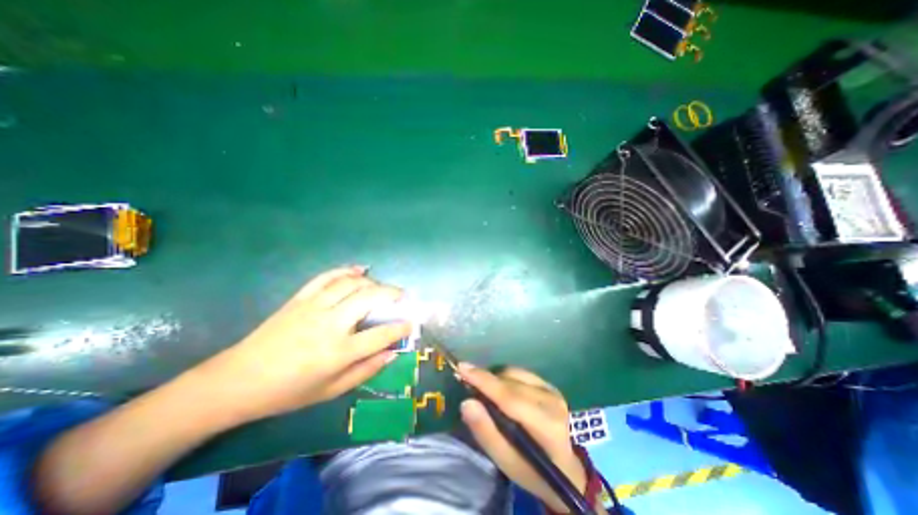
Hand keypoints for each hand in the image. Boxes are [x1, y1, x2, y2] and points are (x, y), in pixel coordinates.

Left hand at [197, 264, 411, 423]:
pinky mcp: (300, 299)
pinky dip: (345, 270)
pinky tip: (359, 269)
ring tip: (382, 287)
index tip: (411, 322)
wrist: (238, 381)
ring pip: (351, 284)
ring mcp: (313, 307)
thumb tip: (392, 353)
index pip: (380, 335)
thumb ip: (366, 370)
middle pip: (369, 298)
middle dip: (391, 293)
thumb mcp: (331, 390)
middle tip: (402, 295)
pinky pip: (326, 277)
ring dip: (372, 282)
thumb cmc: (289, 391)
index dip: (400, 327)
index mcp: (338, 352)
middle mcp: (330, 324)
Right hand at [460, 365, 587, 511]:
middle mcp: (551, 401)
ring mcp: (552, 390)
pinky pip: (521, 373)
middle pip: (510, 382)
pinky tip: (501, 390)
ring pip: (514, 374)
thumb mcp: (506, 462)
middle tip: (467, 383)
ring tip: (485, 392)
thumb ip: (486, 432)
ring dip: (495, 379)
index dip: (484, 381)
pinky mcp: (550, 385)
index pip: (509, 397)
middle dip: (485, 379)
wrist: (567, 469)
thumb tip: (467, 402)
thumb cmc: (533, 471)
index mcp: (545, 425)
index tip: (462, 368)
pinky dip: (506, 378)